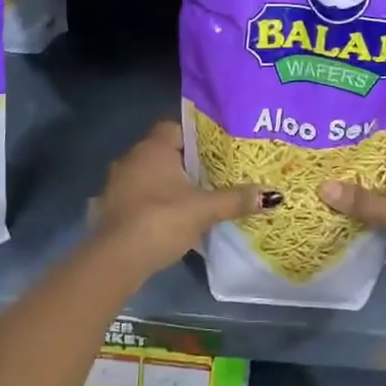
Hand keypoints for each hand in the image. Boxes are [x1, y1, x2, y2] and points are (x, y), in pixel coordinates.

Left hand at [89, 120, 275, 278]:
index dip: (197, 137)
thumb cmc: (160, 220)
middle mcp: (131, 158)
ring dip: (169, 185)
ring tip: (196, 198)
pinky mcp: (112, 208)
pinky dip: (155, 203)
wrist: (115, 259)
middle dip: (187, 163)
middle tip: (213, 175)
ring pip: (150, 175)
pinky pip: (139, 196)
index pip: (176, 127)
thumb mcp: (204, 209)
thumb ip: (236, 199)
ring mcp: (117, 184)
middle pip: (164, 152)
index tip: (217, 151)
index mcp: (153, 148)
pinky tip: (172, 219)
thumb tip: (273, 194)